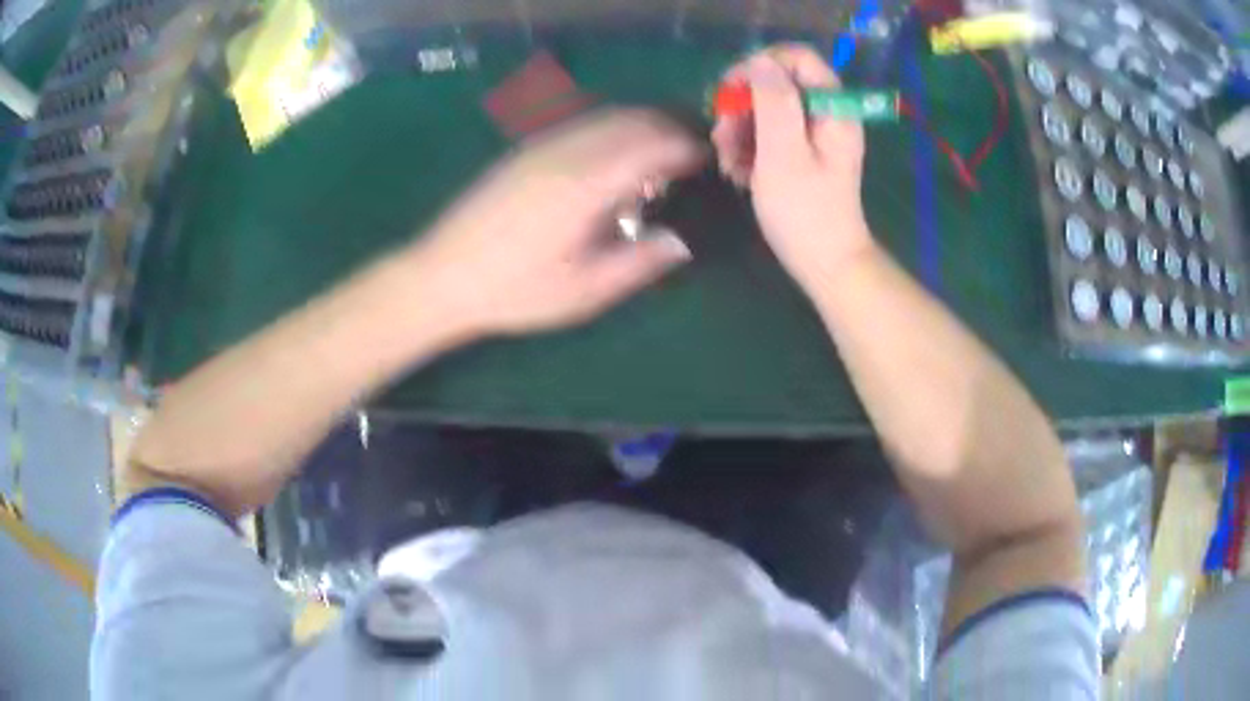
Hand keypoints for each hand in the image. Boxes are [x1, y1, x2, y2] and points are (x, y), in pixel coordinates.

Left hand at [411, 109, 704, 335]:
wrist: (441, 275)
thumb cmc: (515, 291)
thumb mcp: (584, 291)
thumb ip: (639, 263)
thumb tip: (681, 242)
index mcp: (586, 184)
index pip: (652, 144)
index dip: (686, 148)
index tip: (707, 162)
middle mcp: (567, 151)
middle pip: (631, 120)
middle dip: (668, 131)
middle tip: (690, 158)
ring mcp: (542, 146)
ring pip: (605, 117)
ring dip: (640, 128)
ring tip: (657, 159)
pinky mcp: (525, 151)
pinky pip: (582, 126)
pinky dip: (611, 132)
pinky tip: (611, 163)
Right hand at [712, 45, 874, 286]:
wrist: (825, 264)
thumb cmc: (806, 212)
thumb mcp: (784, 153)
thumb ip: (774, 101)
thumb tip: (760, 62)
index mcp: (832, 109)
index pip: (797, 58)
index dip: (760, 66)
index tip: (731, 91)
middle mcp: (826, 115)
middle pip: (778, 83)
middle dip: (744, 104)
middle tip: (722, 134)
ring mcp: (814, 136)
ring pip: (768, 110)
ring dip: (740, 130)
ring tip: (727, 161)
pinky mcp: (802, 154)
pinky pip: (770, 134)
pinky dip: (749, 148)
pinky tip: (737, 172)